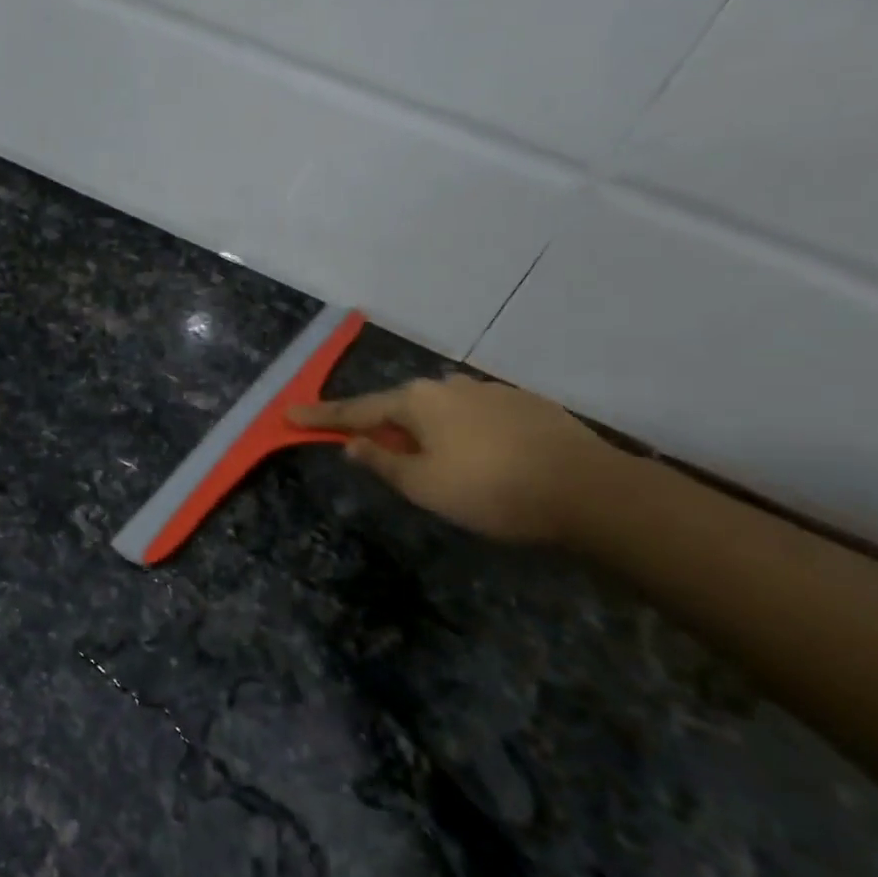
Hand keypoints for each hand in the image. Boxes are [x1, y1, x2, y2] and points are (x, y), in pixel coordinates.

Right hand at [288, 375, 613, 544]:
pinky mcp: (524, 404)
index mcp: (417, 401)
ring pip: (441, 410)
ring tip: (436, 463)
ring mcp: (489, 391)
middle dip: (382, 426)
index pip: (355, 410)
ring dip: (426, 431)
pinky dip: (463, 433)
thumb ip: (382, 462)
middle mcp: (448, 386)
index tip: (289, 415)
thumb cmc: (490, 490)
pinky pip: (475, 416)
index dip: (321, 417)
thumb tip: (353, 444)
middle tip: (372, 451)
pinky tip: (481, 458)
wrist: (588, 490)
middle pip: (400, 406)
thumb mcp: (424, 486)